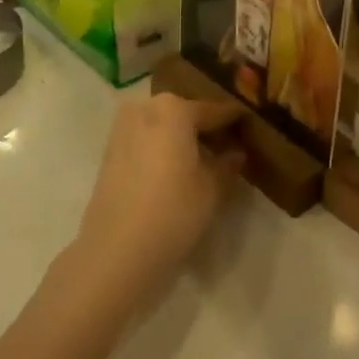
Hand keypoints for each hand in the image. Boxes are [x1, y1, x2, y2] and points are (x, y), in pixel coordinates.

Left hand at [69, 95, 244, 306]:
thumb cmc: (173, 211)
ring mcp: (123, 128)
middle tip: (228, 146)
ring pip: (162, 125)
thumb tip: (236, 153)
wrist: (116, 250)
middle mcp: (146, 108)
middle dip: (205, 128)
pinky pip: (145, 139)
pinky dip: (161, 148)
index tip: (250, 124)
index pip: (213, 110)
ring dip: (181, 138)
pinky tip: (176, 169)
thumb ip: (227, 165)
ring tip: (203, 161)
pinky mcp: (109, 151)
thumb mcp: (212, 189)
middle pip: (184, 113)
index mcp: (174, 109)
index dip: (234, 119)